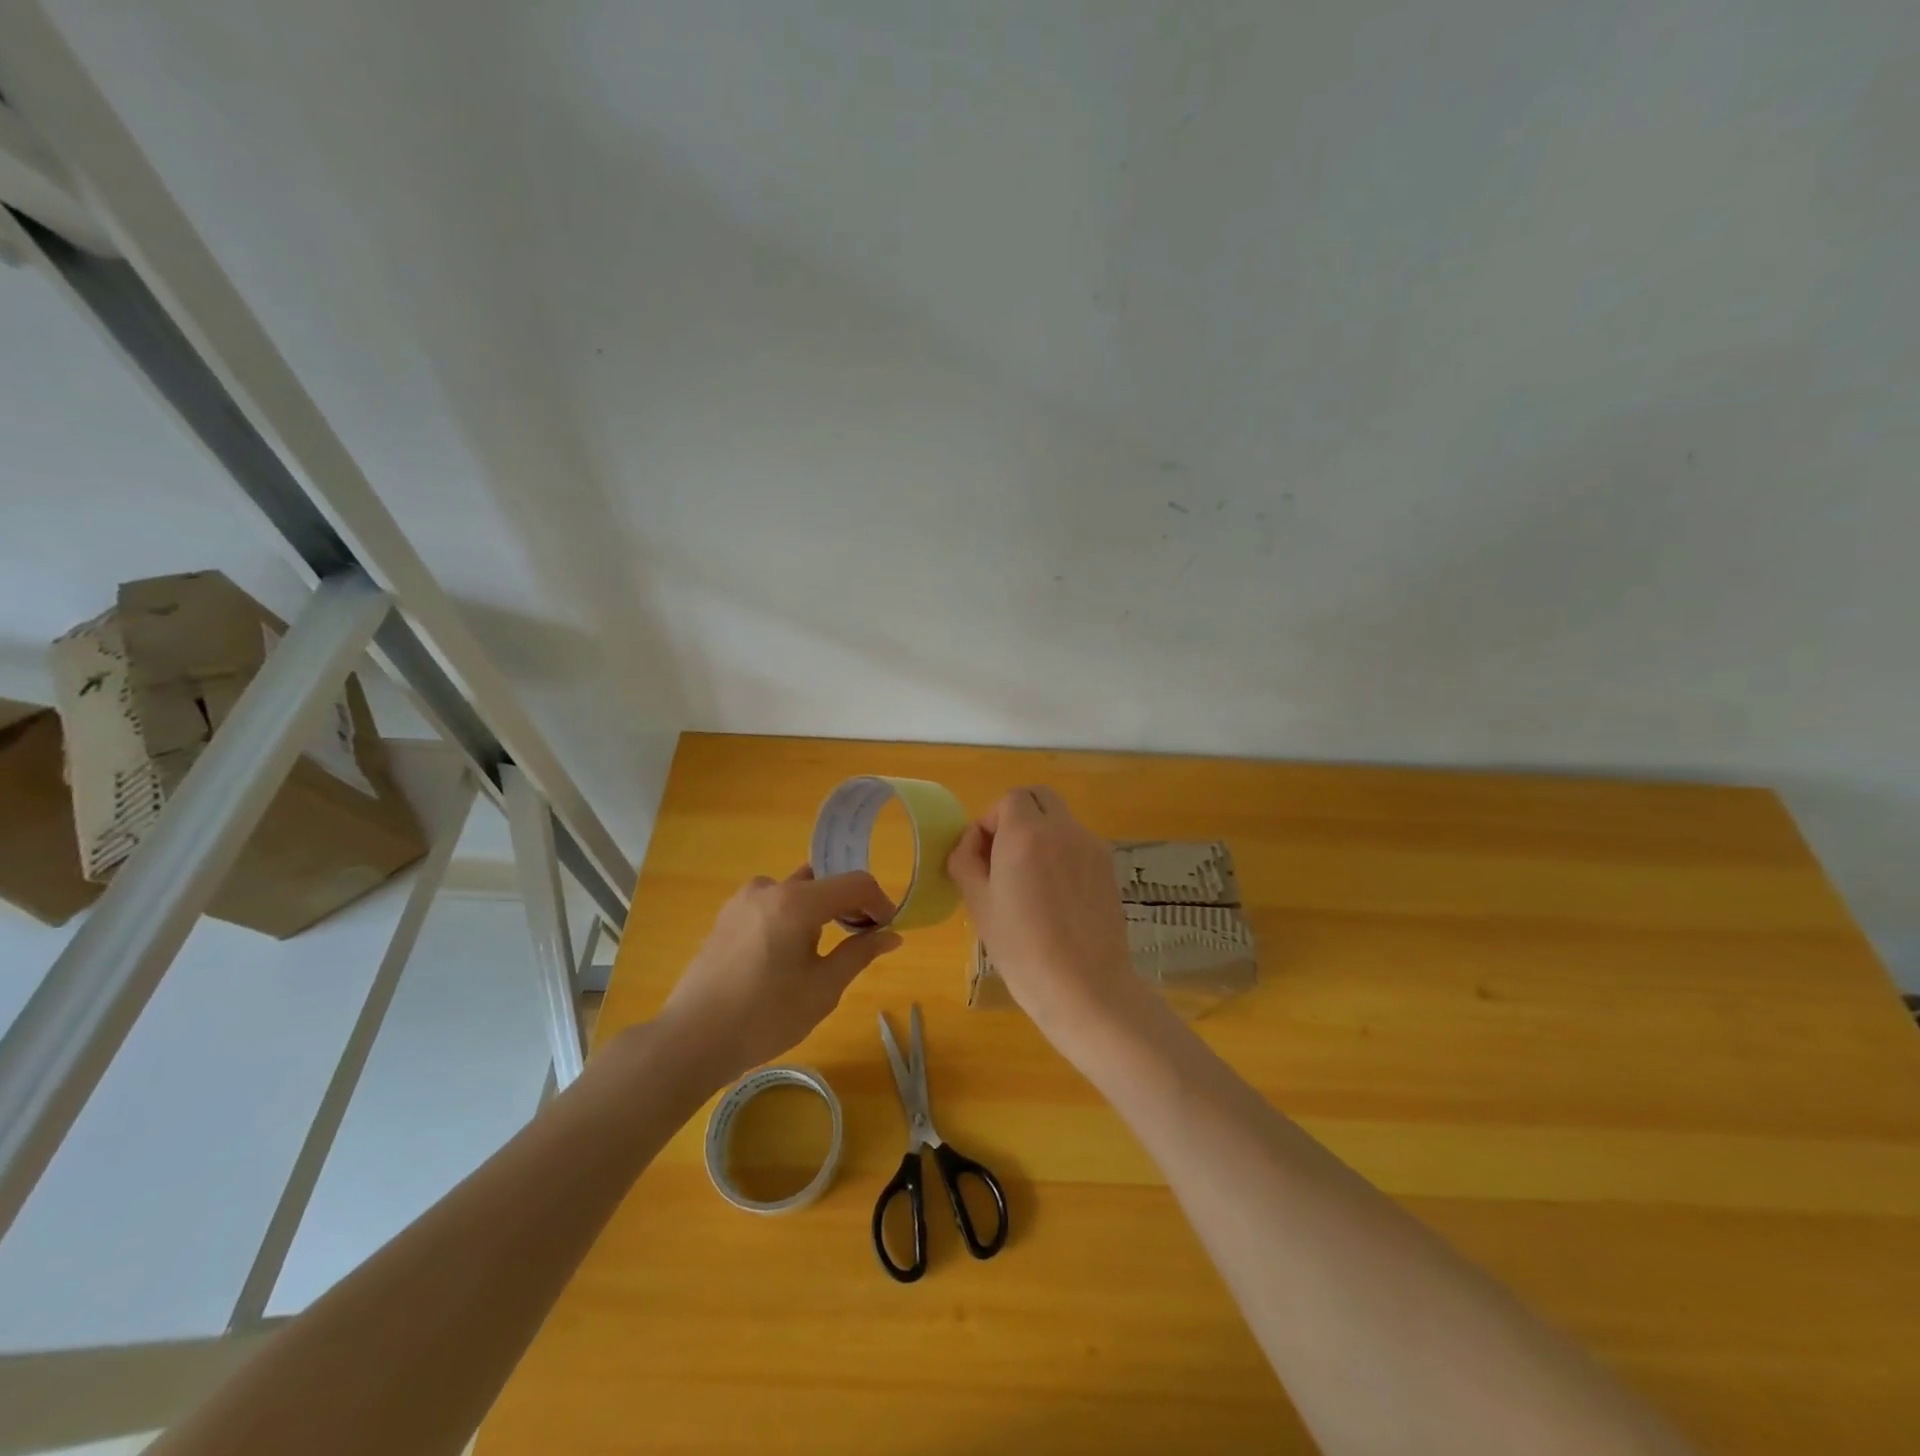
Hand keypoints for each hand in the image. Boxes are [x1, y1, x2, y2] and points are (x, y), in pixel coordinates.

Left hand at [656, 866, 901, 1083]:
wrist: (691, 1040)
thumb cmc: (765, 1016)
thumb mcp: (823, 988)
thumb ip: (859, 954)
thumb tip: (891, 935)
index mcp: (796, 901)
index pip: (854, 883)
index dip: (879, 902)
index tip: (888, 929)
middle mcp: (769, 888)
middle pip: (824, 881)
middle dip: (849, 903)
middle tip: (862, 936)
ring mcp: (743, 900)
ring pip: (797, 891)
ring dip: (820, 909)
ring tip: (826, 947)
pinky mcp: (727, 916)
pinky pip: (773, 903)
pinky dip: (793, 916)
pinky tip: (790, 953)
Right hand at [947, 786, 1144, 1043]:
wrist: (1085, 988)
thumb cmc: (1022, 949)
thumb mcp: (979, 904)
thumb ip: (966, 861)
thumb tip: (972, 843)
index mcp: (1026, 834)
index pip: (1008, 799)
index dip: (990, 821)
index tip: (982, 856)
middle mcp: (1063, 830)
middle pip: (1039, 798)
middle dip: (1017, 817)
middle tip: (1003, 857)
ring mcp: (1091, 847)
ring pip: (1060, 821)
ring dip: (1040, 834)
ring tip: (1030, 882)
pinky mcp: (1108, 868)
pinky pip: (1078, 844)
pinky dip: (1061, 854)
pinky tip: (1055, 897)